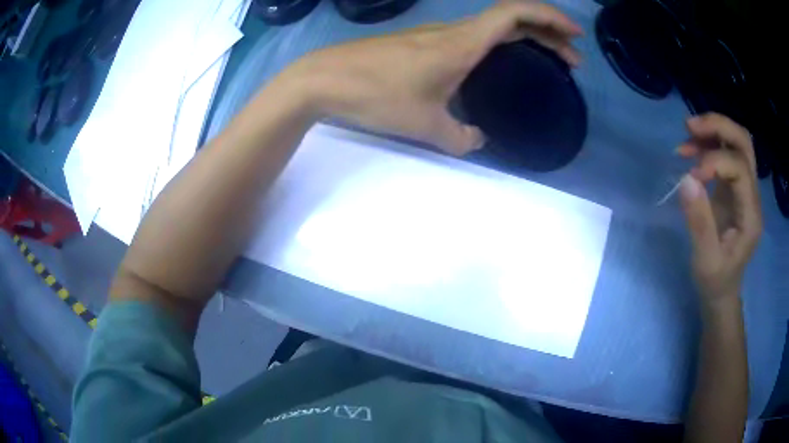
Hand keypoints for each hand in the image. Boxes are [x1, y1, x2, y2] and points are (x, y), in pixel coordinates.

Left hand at [282, 1, 582, 155]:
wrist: (324, 79)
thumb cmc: (375, 95)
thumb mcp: (425, 125)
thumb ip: (460, 138)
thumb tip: (477, 140)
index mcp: (462, 43)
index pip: (515, 15)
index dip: (549, 19)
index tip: (574, 35)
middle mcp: (454, 32)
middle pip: (512, 19)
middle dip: (548, 33)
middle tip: (571, 59)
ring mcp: (436, 35)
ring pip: (493, 28)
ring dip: (526, 39)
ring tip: (548, 60)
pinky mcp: (422, 43)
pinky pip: (474, 36)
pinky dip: (501, 45)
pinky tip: (501, 64)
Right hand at [677, 113, 761, 303]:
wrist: (722, 292)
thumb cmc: (715, 281)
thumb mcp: (705, 261)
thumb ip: (699, 222)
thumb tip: (686, 179)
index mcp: (751, 215)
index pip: (740, 168)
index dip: (715, 160)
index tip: (691, 174)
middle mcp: (753, 195)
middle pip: (744, 143)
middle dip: (719, 126)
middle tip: (690, 126)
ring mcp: (745, 189)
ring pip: (736, 141)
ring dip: (713, 130)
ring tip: (687, 134)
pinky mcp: (735, 187)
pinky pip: (726, 152)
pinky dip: (709, 143)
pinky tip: (691, 150)